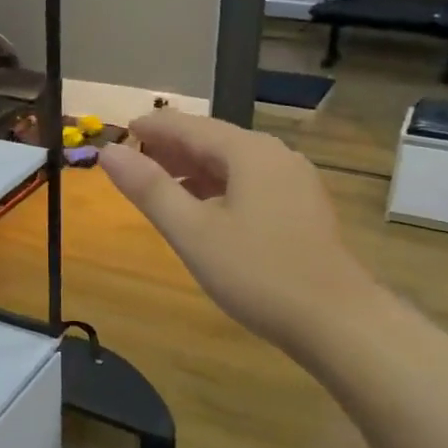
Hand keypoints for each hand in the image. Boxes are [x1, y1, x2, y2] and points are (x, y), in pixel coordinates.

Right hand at [98, 111, 372, 353]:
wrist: (337, 320)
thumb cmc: (258, 273)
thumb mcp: (193, 232)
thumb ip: (150, 189)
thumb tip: (110, 152)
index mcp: (249, 152)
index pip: (190, 126)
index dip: (152, 128)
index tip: (121, 132)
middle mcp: (276, 156)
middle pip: (214, 141)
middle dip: (172, 149)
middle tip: (134, 161)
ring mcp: (295, 182)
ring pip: (234, 164)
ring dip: (195, 170)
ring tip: (161, 186)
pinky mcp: (303, 208)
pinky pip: (252, 184)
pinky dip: (220, 189)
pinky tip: (206, 211)